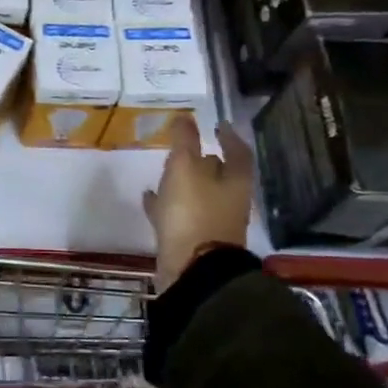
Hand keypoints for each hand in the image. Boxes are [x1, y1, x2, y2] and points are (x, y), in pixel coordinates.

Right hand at [143, 113, 253, 291]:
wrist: (192, 270)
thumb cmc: (194, 212)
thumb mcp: (186, 168)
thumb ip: (185, 141)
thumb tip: (186, 117)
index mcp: (234, 182)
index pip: (238, 152)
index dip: (229, 137)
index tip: (219, 124)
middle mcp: (228, 201)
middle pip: (220, 175)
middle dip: (204, 160)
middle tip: (186, 146)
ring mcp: (210, 223)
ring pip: (197, 195)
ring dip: (183, 182)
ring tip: (163, 169)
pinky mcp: (191, 240)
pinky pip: (178, 215)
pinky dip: (166, 204)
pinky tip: (149, 196)